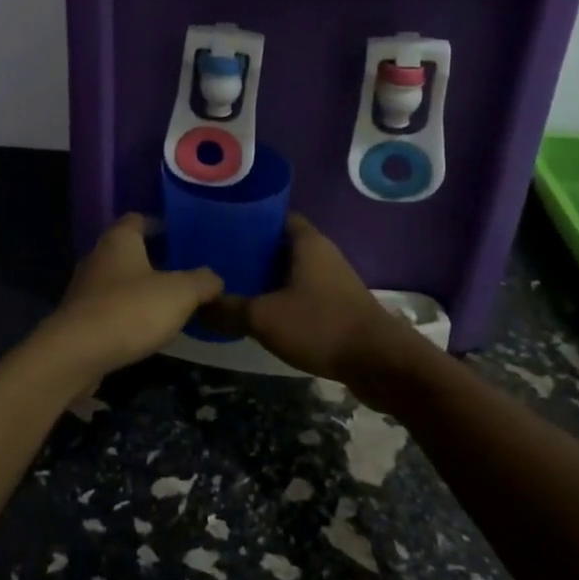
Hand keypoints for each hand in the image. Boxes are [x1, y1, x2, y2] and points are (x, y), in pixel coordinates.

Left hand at [31, 215, 223, 383]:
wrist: (76, 354)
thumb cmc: (130, 310)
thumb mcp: (180, 293)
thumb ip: (202, 282)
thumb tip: (214, 279)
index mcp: (120, 239)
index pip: (139, 219)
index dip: (161, 224)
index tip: (183, 237)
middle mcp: (98, 256)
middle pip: (129, 249)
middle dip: (154, 258)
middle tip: (184, 271)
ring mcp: (85, 288)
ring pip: (119, 279)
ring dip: (140, 288)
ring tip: (170, 302)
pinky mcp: (79, 318)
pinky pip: (110, 306)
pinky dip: (128, 312)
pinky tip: (146, 328)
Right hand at [203, 215, 406, 390]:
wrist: (380, 363)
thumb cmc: (321, 325)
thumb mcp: (265, 317)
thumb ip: (229, 310)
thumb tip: (197, 305)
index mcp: (307, 242)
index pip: (274, 215)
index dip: (248, 219)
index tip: (219, 227)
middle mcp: (322, 253)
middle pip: (281, 243)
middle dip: (251, 250)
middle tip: (217, 259)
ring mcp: (333, 280)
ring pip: (292, 270)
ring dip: (267, 277)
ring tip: (232, 284)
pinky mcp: (339, 305)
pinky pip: (303, 292)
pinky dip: (282, 297)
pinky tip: (261, 311)